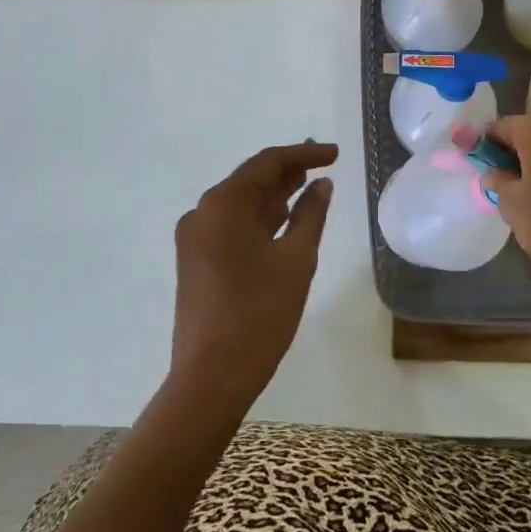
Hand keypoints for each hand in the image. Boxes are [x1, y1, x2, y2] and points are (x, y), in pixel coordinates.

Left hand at [168, 140, 336, 411]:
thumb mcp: (296, 260)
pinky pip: (232, 226)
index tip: (335, 153)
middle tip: (325, 164)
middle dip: (288, 171)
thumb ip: (311, 214)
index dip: (304, 154)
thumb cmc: (259, 314)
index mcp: (223, 204)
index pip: (267, 163)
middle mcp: (202, 213)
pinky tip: (285, 221)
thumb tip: (322, 184)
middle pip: (251, 180)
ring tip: (310, 188)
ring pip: (241, 204)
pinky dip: (260, 219)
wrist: (211, 378)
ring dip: (275, 196)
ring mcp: (195, 239)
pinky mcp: (196, 261)